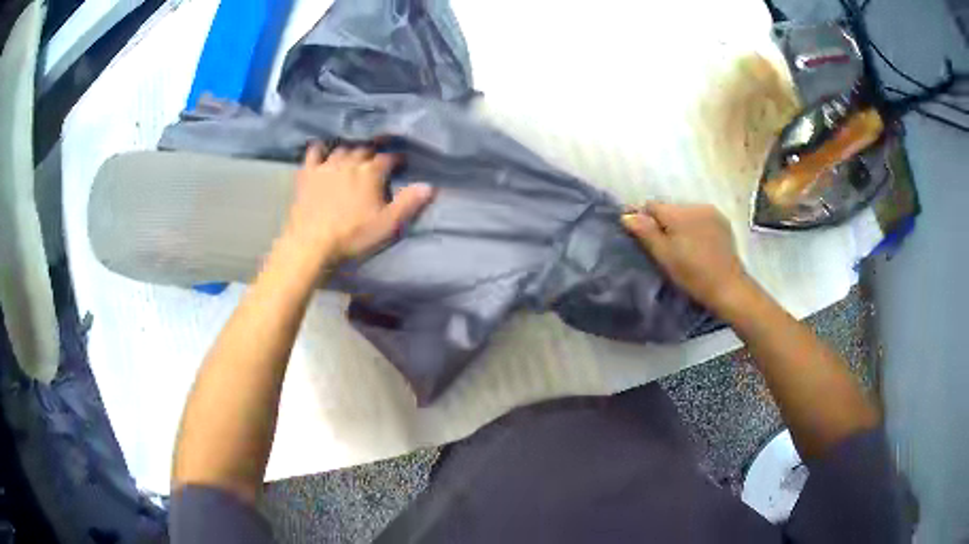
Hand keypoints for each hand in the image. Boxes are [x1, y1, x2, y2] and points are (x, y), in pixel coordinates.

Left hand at [284, 143, 434, 263]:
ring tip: (353, 158)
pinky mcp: (308, 173)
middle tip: (377, 162)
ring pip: (342, 149)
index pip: (389, 158)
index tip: (401, 164)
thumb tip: (429, 186)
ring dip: (350, 151)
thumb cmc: (353, 236)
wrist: (312, 243)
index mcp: (371, 172)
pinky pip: (314, 152)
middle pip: (365, 150)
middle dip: (373, 153)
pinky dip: (320, 149)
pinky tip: (322, 151)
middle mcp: (350, 162)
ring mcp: (327, 165)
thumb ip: (408, 204)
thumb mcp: (387, 225)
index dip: (397, 159)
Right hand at [621, 203, 752, 315]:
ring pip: (685, 212)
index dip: (643, 219)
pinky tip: (697, 244)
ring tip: (681, 245)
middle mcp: (694, 205)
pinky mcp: (722, 221)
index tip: (642, 237)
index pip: (651, 205)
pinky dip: (695, 226)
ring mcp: (711, 212)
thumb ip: (645, 232)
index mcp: (677, 213)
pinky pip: (700, 217)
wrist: (728, 286)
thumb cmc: (692, 274)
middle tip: (662, 246)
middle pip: (669, 208)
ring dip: (679, 224)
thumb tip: (626, 215)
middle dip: (663, 222)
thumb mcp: (663, 256)